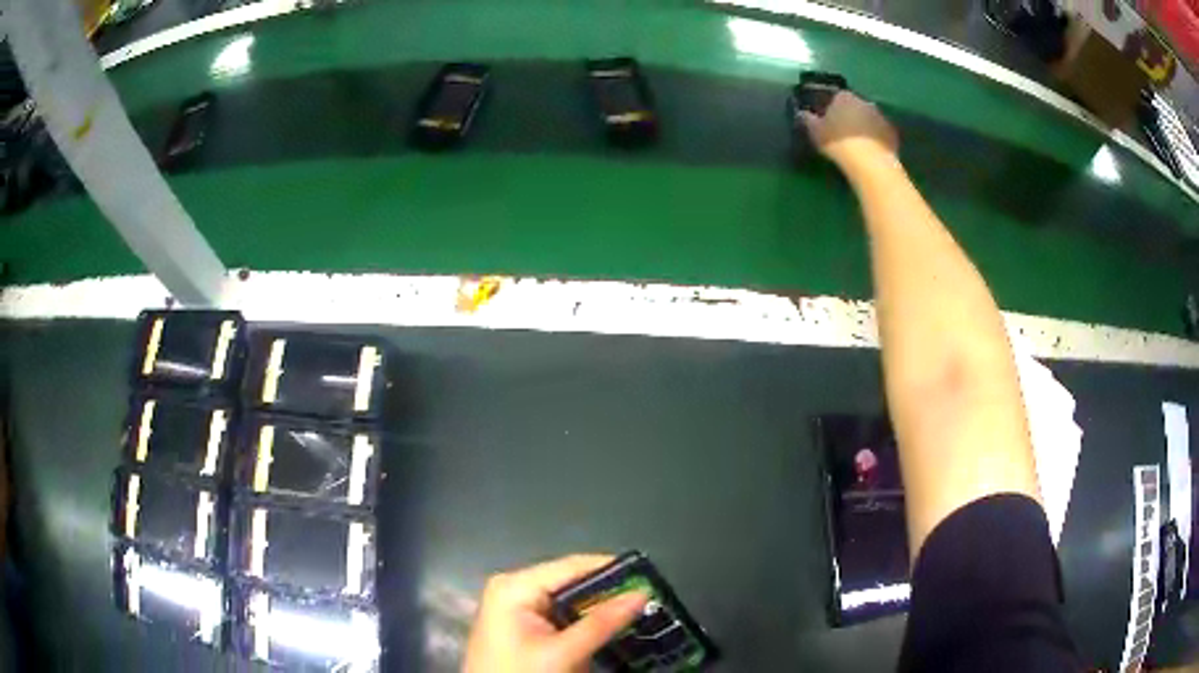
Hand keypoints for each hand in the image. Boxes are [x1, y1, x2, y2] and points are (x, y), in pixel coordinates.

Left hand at [463, 554, 648, 672]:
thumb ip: (601, 624)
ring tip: (640, 612)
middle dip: (609, 592)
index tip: (650, 578)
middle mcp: (515, 587)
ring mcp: (518, 606)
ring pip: (570, 599)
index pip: (572, 566)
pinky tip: (611, 629)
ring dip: (601, 610)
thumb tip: (642, 594)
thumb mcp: (562, 652)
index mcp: (516, 585)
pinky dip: (586, 622)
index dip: (612, 569)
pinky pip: (562, 614)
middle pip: (572, 581)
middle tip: (650, 600)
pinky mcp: (524, 625)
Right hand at [799, 91, 898, 167]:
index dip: (831, 108)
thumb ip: (808, 120)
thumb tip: (801, 113)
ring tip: (858, 144)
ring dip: (864, 127)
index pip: (836, 97)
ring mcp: (880, 116)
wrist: (870, 162)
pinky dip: (876, 139)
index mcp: (844, 97)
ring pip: (868, 119)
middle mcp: (864, 101)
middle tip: (843, 133)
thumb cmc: (839, 143)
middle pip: (854, 106)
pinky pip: (880, 133)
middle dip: (849, 116)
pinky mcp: (892, 133)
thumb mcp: (816, 132)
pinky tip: (870, 152)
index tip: (828, 121)